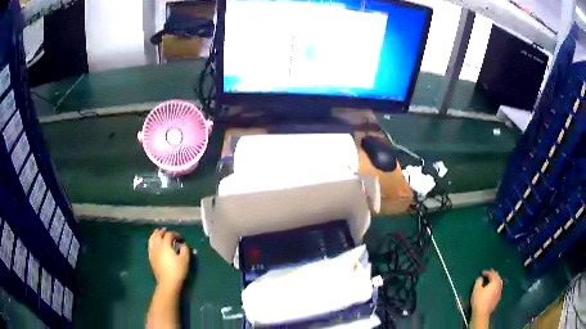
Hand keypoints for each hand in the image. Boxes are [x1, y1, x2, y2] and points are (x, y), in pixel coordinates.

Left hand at [148, 228, 189, 292]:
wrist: (167, 283)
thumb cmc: (177, 270)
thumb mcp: (185, 259)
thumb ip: (185, 249)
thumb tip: (182, 244)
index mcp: (165, 244)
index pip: (169, 235)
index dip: (175, 234)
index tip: (181, 238)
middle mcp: (157, 246)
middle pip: (158, 234)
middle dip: (162, 231)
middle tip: (167, 230)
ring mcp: (152, 252)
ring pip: (151, 239)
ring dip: (155, 234)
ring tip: (158, 233)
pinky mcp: (151, 258)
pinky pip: (150, 246)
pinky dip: (152, 241)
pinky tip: (155, 244)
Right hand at [471, 269, 502, 317]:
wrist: (482, 313)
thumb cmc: (479, 300)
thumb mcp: (476, 289)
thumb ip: (479, 281)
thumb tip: (481, 278)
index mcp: (495, 282)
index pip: (492, 274)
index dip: (487, 272)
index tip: (482, 272)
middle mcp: (499, 285)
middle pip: (497, 277)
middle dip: (493, 274)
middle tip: (489, 273)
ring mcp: (499, 292)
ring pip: (499, 283)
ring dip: (495, 280)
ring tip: (491, 280)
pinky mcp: (498, 298)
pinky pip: (498, 288)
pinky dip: (495, 286)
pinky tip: (492, 289)